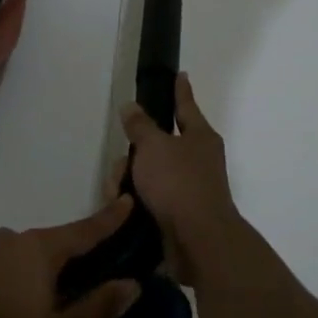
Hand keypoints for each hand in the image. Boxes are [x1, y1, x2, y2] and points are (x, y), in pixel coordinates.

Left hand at [0, 199, 141, 317]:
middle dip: (66, 265)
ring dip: (31, 280)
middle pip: (48, 247)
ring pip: (17, 261)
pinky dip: (3, 288)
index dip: (108, 219)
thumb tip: (132, 283)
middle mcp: (7, 241)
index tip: (127, 200)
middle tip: (78, 294)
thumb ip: (96, 308)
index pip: (82, 231)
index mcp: (37, 251)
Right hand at [121, 73, 242, 285]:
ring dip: (130, 181)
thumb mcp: (153, 147)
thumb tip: (131, 106)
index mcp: (200, 136)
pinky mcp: (178, 215)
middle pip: (158, 145)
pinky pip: (150, 198)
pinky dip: (136, 202)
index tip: (181, 74)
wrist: (198, 242)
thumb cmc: (179, 183)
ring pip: (150, 173)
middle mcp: (198, 160)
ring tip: (118, 195)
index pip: (186, 105)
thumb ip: (140, 126)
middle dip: (134, 154)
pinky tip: (124, 209)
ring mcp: (189, 188)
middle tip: (121, 164)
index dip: (180, 90)